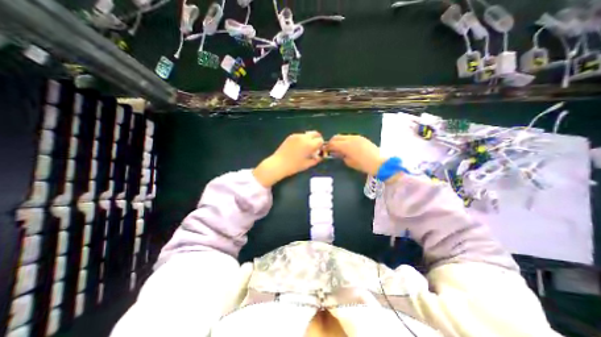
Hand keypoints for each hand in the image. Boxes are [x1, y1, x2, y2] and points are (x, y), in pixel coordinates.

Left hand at [252, 131, 324, 185]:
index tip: (319, 150)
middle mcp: (304, 137)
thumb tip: (320, 157)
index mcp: (309, 144)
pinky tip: (298, 147)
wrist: (278, 164)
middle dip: (317, 139)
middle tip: (315, 147)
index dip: (321, 145)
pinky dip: (302, 139)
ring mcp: (296, 136)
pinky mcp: (290, 136)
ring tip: (306, 147)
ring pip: (307, 134)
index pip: (320, 140)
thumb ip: (316, 160)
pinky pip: (300, 135)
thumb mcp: (307, 164)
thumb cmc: (294, 166)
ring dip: (309, 139)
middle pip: (315, 133)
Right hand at [325, 134, 384, 176]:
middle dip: (332, 142)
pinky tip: (348, 147)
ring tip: (339, 148)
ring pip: (343, 136)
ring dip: (339, 140)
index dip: (328, 146)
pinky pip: (350, 137)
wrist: (379, 162)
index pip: (333, 143)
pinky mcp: (362, 138)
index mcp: (346, 145)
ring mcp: (356, 137)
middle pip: (337, 137)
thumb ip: (342, 156)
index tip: (325, 150)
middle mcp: (350, 138)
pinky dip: (346, 140)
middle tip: (331, 148)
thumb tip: (338, 153)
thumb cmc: (363, 165)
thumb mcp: (349, 162)